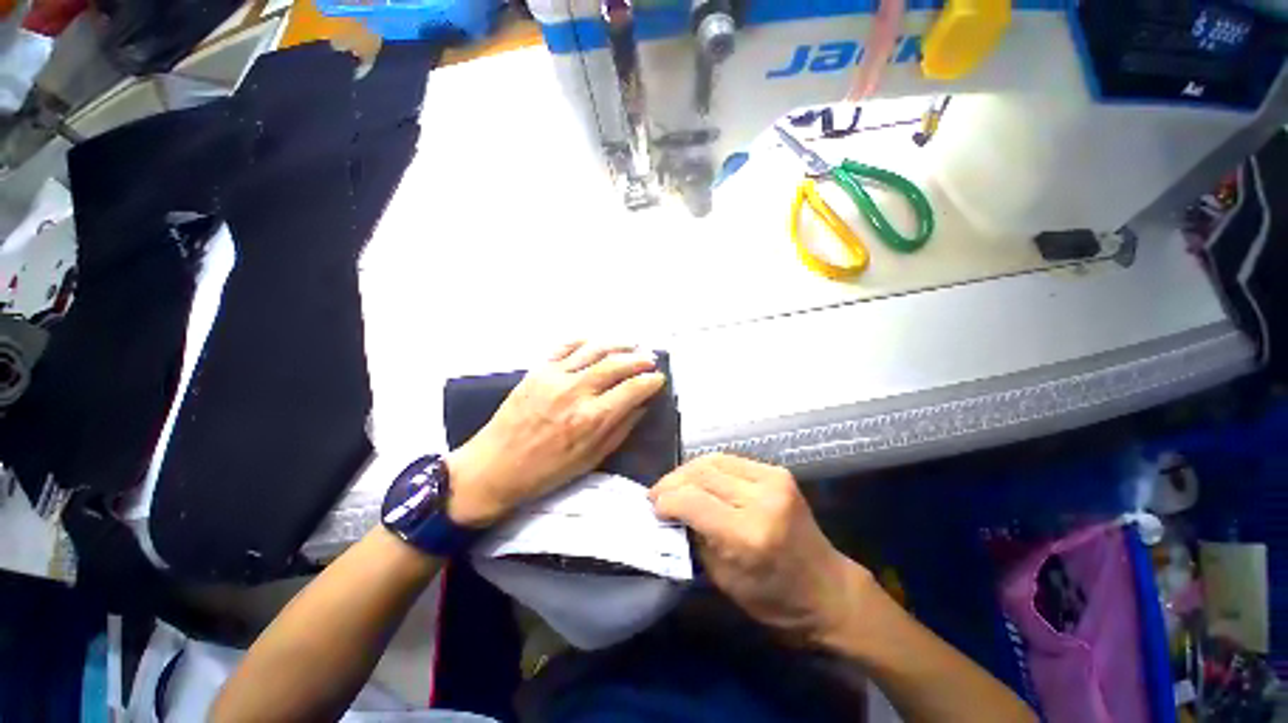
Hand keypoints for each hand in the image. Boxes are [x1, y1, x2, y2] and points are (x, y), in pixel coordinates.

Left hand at [446, 342, 665, 526]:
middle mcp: (576, 391)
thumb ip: (621, 429)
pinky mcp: (538, 370)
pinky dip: (586, 341)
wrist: (494, 466)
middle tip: (650, 360)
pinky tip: (597, 343)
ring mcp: (555, 377)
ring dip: (618, 345)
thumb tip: (642, 405)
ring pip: (595, 350)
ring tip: (631, 346)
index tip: (659, 379)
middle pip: (616, 364)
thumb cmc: (546, 471)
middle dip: (639, 359)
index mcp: (591, 419)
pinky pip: (566, 346)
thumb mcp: (591, 458)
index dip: (651, 381)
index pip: (632, 389)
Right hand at [650, 454, 872, 645]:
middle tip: (657, 495)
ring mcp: (773, 479)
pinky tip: (699, 480)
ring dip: (688, 471)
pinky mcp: (777, 472)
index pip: (692, 500)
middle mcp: (761, 499)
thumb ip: (695, 537)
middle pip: (700, 473)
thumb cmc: (774, 599)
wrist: (827, 588)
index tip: (652, 507)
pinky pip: (730, 460)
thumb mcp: (723, 579)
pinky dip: (709, 468)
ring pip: (713, 460)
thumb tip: (670, 510)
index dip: (665, 500)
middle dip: (672, 482)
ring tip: (674, 485)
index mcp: (748, 535)